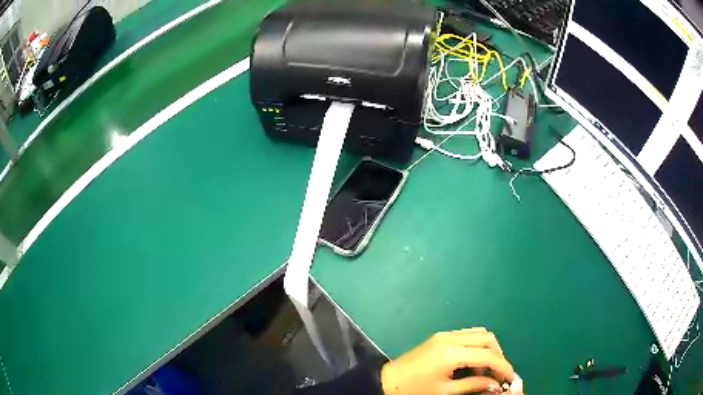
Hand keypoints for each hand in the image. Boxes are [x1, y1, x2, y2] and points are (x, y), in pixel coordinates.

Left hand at [380, 328, 519, 394]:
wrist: (388, 380)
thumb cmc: (415, 389)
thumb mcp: (445, 391)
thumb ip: (473, 385)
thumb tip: (496, 385)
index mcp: (451, 352)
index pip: (487, 355)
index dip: (503, 366)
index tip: (511, 377)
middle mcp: (450, 338)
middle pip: (487, 338)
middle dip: (498, 355)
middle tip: (499, 373)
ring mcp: (445, 334)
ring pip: (479, 334)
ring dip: (488, 349)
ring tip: (486, 370)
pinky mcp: (441, 336)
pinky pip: (467, 335)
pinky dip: (477, 346)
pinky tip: (474, 362)